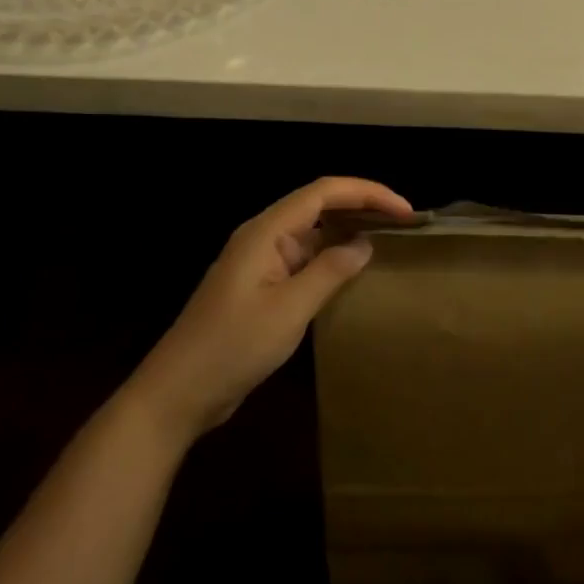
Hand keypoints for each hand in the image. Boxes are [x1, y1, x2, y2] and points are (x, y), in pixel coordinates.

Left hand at [131, 177, 413, 436]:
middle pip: (318, 204)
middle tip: (404, 223)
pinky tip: (353, 271)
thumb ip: (330, 271)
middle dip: (362, 206)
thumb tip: (364, 244)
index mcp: (266, 231)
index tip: (405, 211)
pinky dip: (332, 256)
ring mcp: (260, 262)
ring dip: (348, 230)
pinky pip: (303, 258)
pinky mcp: (260, 287)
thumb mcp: (290, 309)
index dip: (368, 193)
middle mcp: (263, 237)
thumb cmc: (233, 346)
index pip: (324, 192)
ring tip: (388, 239)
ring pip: (312, 231)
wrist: (178, 392)